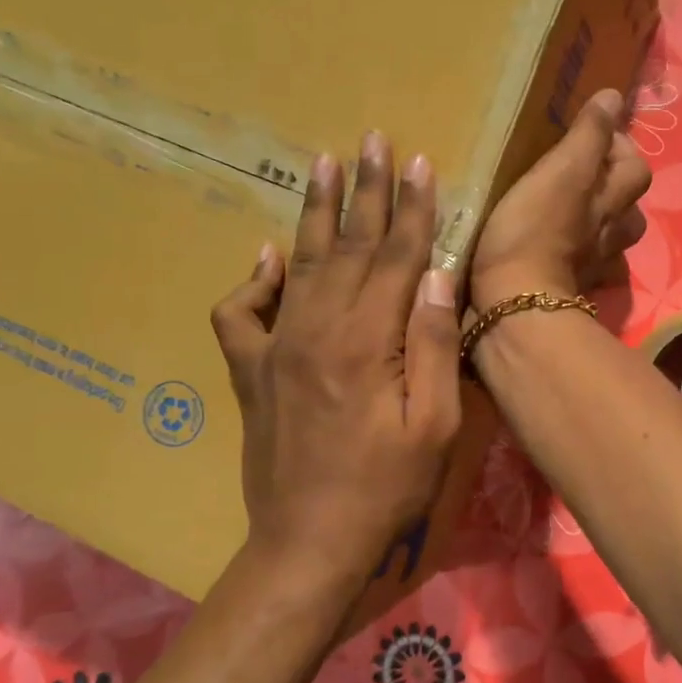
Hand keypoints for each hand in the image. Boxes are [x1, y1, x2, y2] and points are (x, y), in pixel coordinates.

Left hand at [211, 134, 461, 593]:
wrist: (310, 542)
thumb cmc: (386, 487)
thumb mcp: (434, 425)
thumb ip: (435, 345)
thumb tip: (439, 275)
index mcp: (367, 341)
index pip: (398, 257)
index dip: (413, 209)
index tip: (420, 163)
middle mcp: (317, 330)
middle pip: (350, 247)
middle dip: (366, 190)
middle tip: (371, 140)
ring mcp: (277, 348)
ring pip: (301, 263)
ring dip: (317, 212)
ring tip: (324, 164)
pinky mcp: (252, 372)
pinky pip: (241, 313)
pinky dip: (253, 279)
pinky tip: (268, 256)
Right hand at [470, 88, 652, 309]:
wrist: (515, 304)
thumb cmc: (535, 230)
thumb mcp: (562, 171)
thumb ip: (589, 134)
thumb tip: (614, 96)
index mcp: (612, 202)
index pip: (635, 168)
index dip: (619, 148)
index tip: (590, 136)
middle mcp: (611, 235)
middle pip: (629, 209)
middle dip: (613, 189)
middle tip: (580, 174)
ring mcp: (592, 267)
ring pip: (608, 240)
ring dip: (596, 224)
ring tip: (568, 209)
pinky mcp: (568, 290)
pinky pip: (580, 266)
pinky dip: (572, 255)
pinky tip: (551, 247)